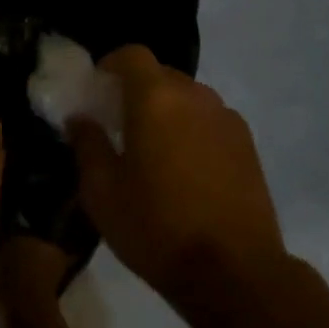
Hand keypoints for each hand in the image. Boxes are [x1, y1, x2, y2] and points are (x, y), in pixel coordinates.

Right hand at [70, 46, 284, 301]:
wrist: (235, 272)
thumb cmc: (156, 227)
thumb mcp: (102, 192)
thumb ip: (87, 144)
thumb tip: (80, 118)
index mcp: (156, 98)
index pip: (132, 55)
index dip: (111, 64)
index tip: (97, 90)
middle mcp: (195, 96)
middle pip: (161, 74)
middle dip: (137, 90)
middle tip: (120, 124)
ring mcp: (227, 119)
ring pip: (188, 98)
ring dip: (167, 111)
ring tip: (154, 150)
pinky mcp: (248, 145)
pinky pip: (210, 121)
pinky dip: (192, 130)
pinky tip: (186, 170)